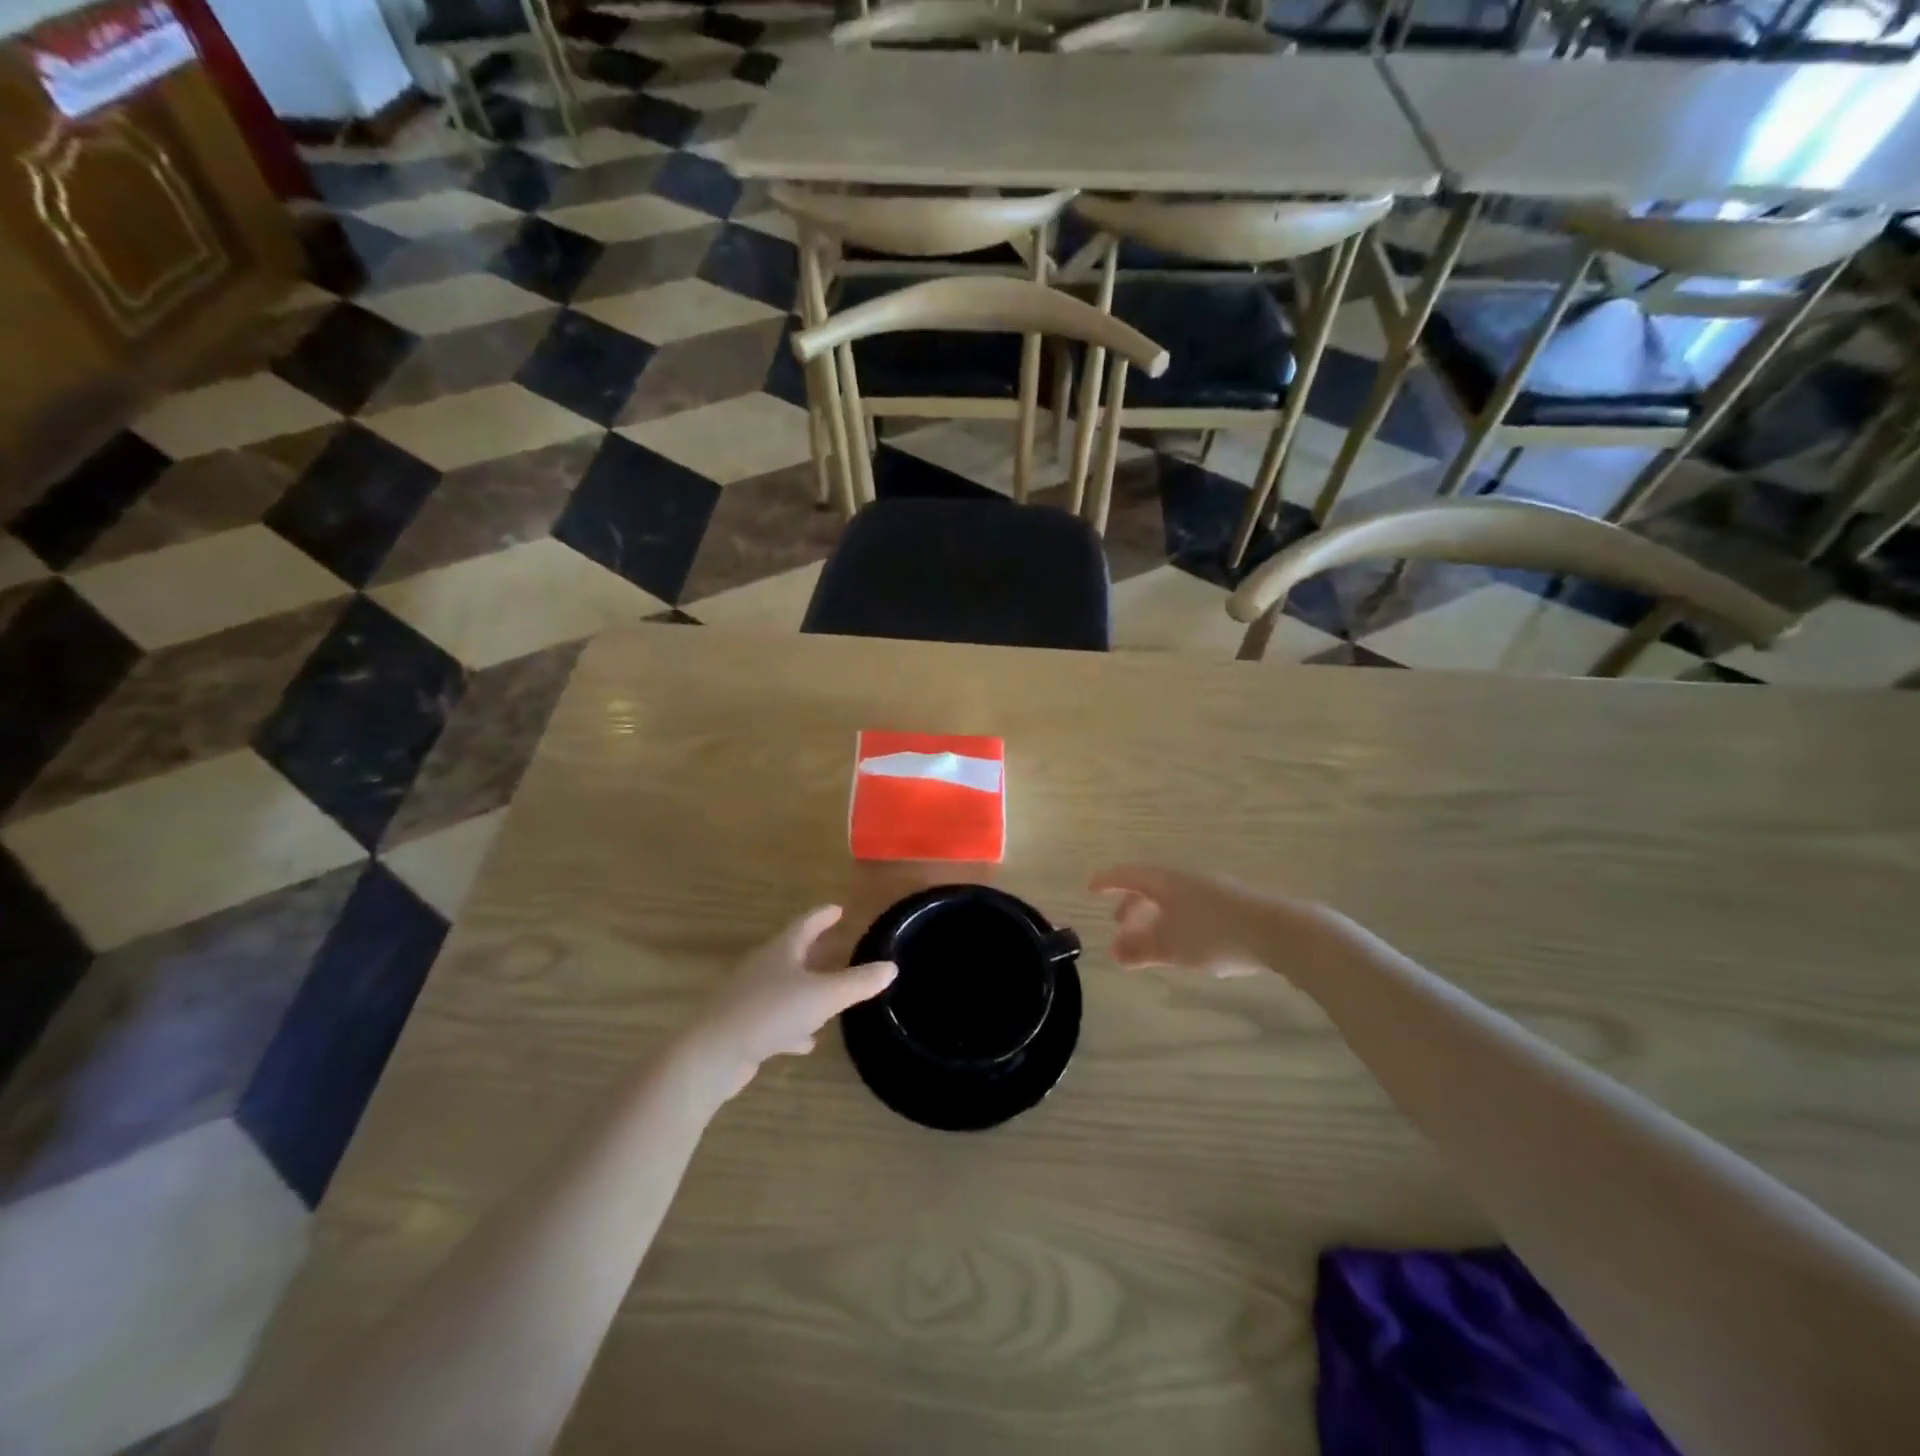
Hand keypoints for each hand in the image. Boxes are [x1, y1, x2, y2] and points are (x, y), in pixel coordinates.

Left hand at [685, 906, 895, 1100]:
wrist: (711, 1054)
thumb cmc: (770, 1012)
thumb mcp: (823, 997)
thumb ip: (858, 983)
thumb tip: (891, 967)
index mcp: (782, 951)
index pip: (806, 924)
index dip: (823, 916)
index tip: (839, 909)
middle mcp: (764, 968)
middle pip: (794, 953)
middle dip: (816, 951)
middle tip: (838, 947)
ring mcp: (750, 997)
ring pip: (785, 987)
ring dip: (806, 990)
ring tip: (829, 997)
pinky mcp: (744, 1027)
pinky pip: (776, 1019)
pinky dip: (793, 1025)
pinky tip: (806, 1042)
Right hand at [1089, 865, 1278, 977]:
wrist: (1279, 931)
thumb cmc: (1215, 934)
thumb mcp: (1171, 947)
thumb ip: (1140, 950)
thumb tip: (1113, 952)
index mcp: (1166, 882)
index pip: (1128, 875)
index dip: (1108, 881)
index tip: (1091, 888)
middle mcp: (1186, 879)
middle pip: (1151, 888)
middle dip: (1133, 907)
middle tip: (1121, 927)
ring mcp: (1212, 889)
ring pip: (1173, 899)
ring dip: (1156, 917)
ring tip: (1153, 941)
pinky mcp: (1234, 904)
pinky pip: (1193, 907)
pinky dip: (1178, 921)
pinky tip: (1187, 943)